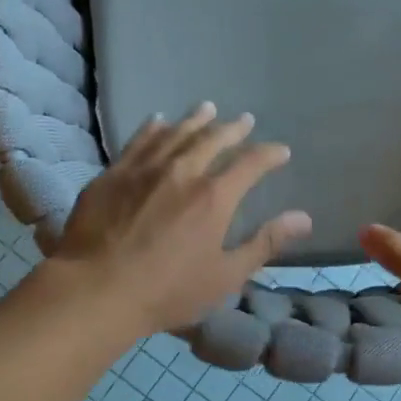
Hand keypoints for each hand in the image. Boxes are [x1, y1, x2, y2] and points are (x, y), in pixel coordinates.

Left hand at [51, 103, 311, 336]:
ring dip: (195, 120)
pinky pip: (138, 141)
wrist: (97, 290)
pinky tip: (158, 121)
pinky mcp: (113, 174)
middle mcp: (182, 171)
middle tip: (244, 121)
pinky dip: (153, 128)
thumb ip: (265, 243)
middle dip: (233, 129)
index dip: (269, 155)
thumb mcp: (225, 276)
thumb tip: (303, 218)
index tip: (281, 151)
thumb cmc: (167, 291)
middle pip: (212, 140)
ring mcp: (144, 169)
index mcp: (214, 197)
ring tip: (207, 109)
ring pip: (175, 134)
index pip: (251, 164)